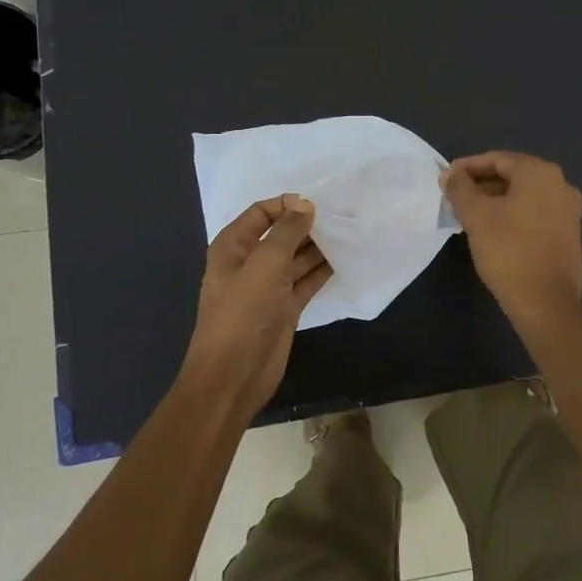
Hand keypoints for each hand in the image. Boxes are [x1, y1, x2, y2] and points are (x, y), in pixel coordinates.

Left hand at [182, 195, 331, 416]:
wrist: (233, 376)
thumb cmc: (243, 314)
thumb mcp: (265, 264)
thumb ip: (287, 232)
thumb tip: (305, 204)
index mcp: (233, 247)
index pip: (261, 212)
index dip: (287, 204)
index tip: (318, 204)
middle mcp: (250, 263)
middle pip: (282, 234)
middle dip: (308, 225)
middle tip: (343, 217)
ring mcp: (268, 287)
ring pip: (297, 258)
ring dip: (319, 247)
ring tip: (349, 235)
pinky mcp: (285, 308)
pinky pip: (306, 281)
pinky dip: (322, 271)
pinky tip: (344, 260)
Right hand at [441, 151, 581, 326]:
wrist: (546, 303)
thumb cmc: (509, 251)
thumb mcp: (476, 216)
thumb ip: (460, 189)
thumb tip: (450, 174)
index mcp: (541, 173)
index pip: (498, 159)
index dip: (469, 167)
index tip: (447, 178)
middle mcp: (561, 185)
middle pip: (513, 176)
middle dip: (482, 184)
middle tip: (455, 198)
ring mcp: (568, 211)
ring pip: (523, 196)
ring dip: (495, 201)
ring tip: (468, 215)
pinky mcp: (569, 234)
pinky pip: (535, 213)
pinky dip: (512, 214)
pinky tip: (492, 230)